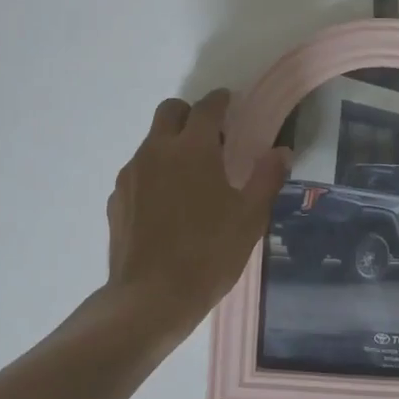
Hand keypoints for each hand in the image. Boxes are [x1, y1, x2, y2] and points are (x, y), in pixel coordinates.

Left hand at [105, 91, 289, 335]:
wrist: (151, 298)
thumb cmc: (209, 254)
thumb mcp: (250, 218)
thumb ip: (266, 178)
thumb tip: (281, 151)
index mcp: (193, 149)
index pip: (206, 107)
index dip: (220, 100)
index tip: (228, 102)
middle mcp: (156, 151)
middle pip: (169, 111)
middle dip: (190, 114)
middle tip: (211, 137)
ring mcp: (131, 174)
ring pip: (151, 142)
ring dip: (171, 145)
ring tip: (191, 176)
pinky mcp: (116, 199)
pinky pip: (138, 171)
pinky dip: (155, 173)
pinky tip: (168, 204)